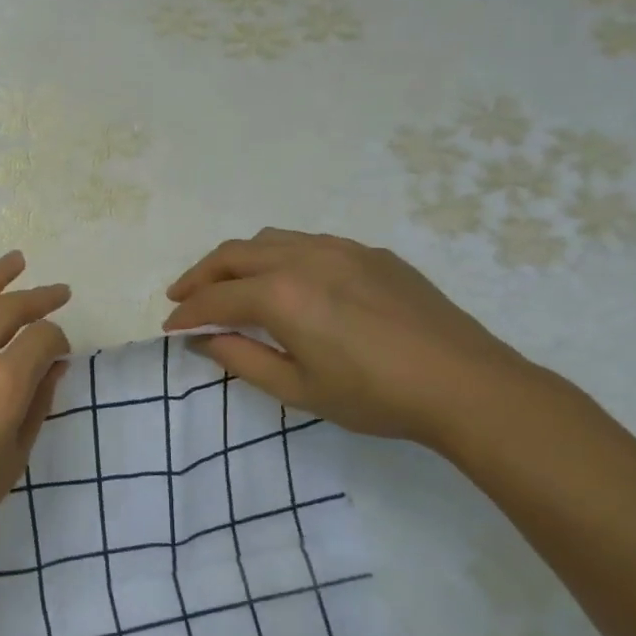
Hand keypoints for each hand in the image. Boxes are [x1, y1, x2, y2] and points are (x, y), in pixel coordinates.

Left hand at [0, 238, 70, 584]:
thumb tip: (53, 368)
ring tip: (16, 260)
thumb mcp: (9, 464)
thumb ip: (36, 408)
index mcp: (1, 382)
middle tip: (56, 293)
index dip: (58, 341)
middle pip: (9, 310)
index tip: (59, 350)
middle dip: (38, 300)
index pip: (43, 341)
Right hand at [162, 228, 537, 452]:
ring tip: (227, 283)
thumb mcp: (298, 389)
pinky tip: (287, 280)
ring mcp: (340, 248)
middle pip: (234, 255)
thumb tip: (204, 339)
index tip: (169, 327)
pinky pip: (309, 242)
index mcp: (281, 294)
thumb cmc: (375, 396)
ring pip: (270, 239)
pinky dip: (279, 255)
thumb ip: (242, 360)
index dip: (188, 313)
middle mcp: (304, 257)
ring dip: (238, 259)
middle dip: (200, 275)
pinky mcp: (370, 253)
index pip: (216, 298)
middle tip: (183, 297)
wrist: (465, 385)